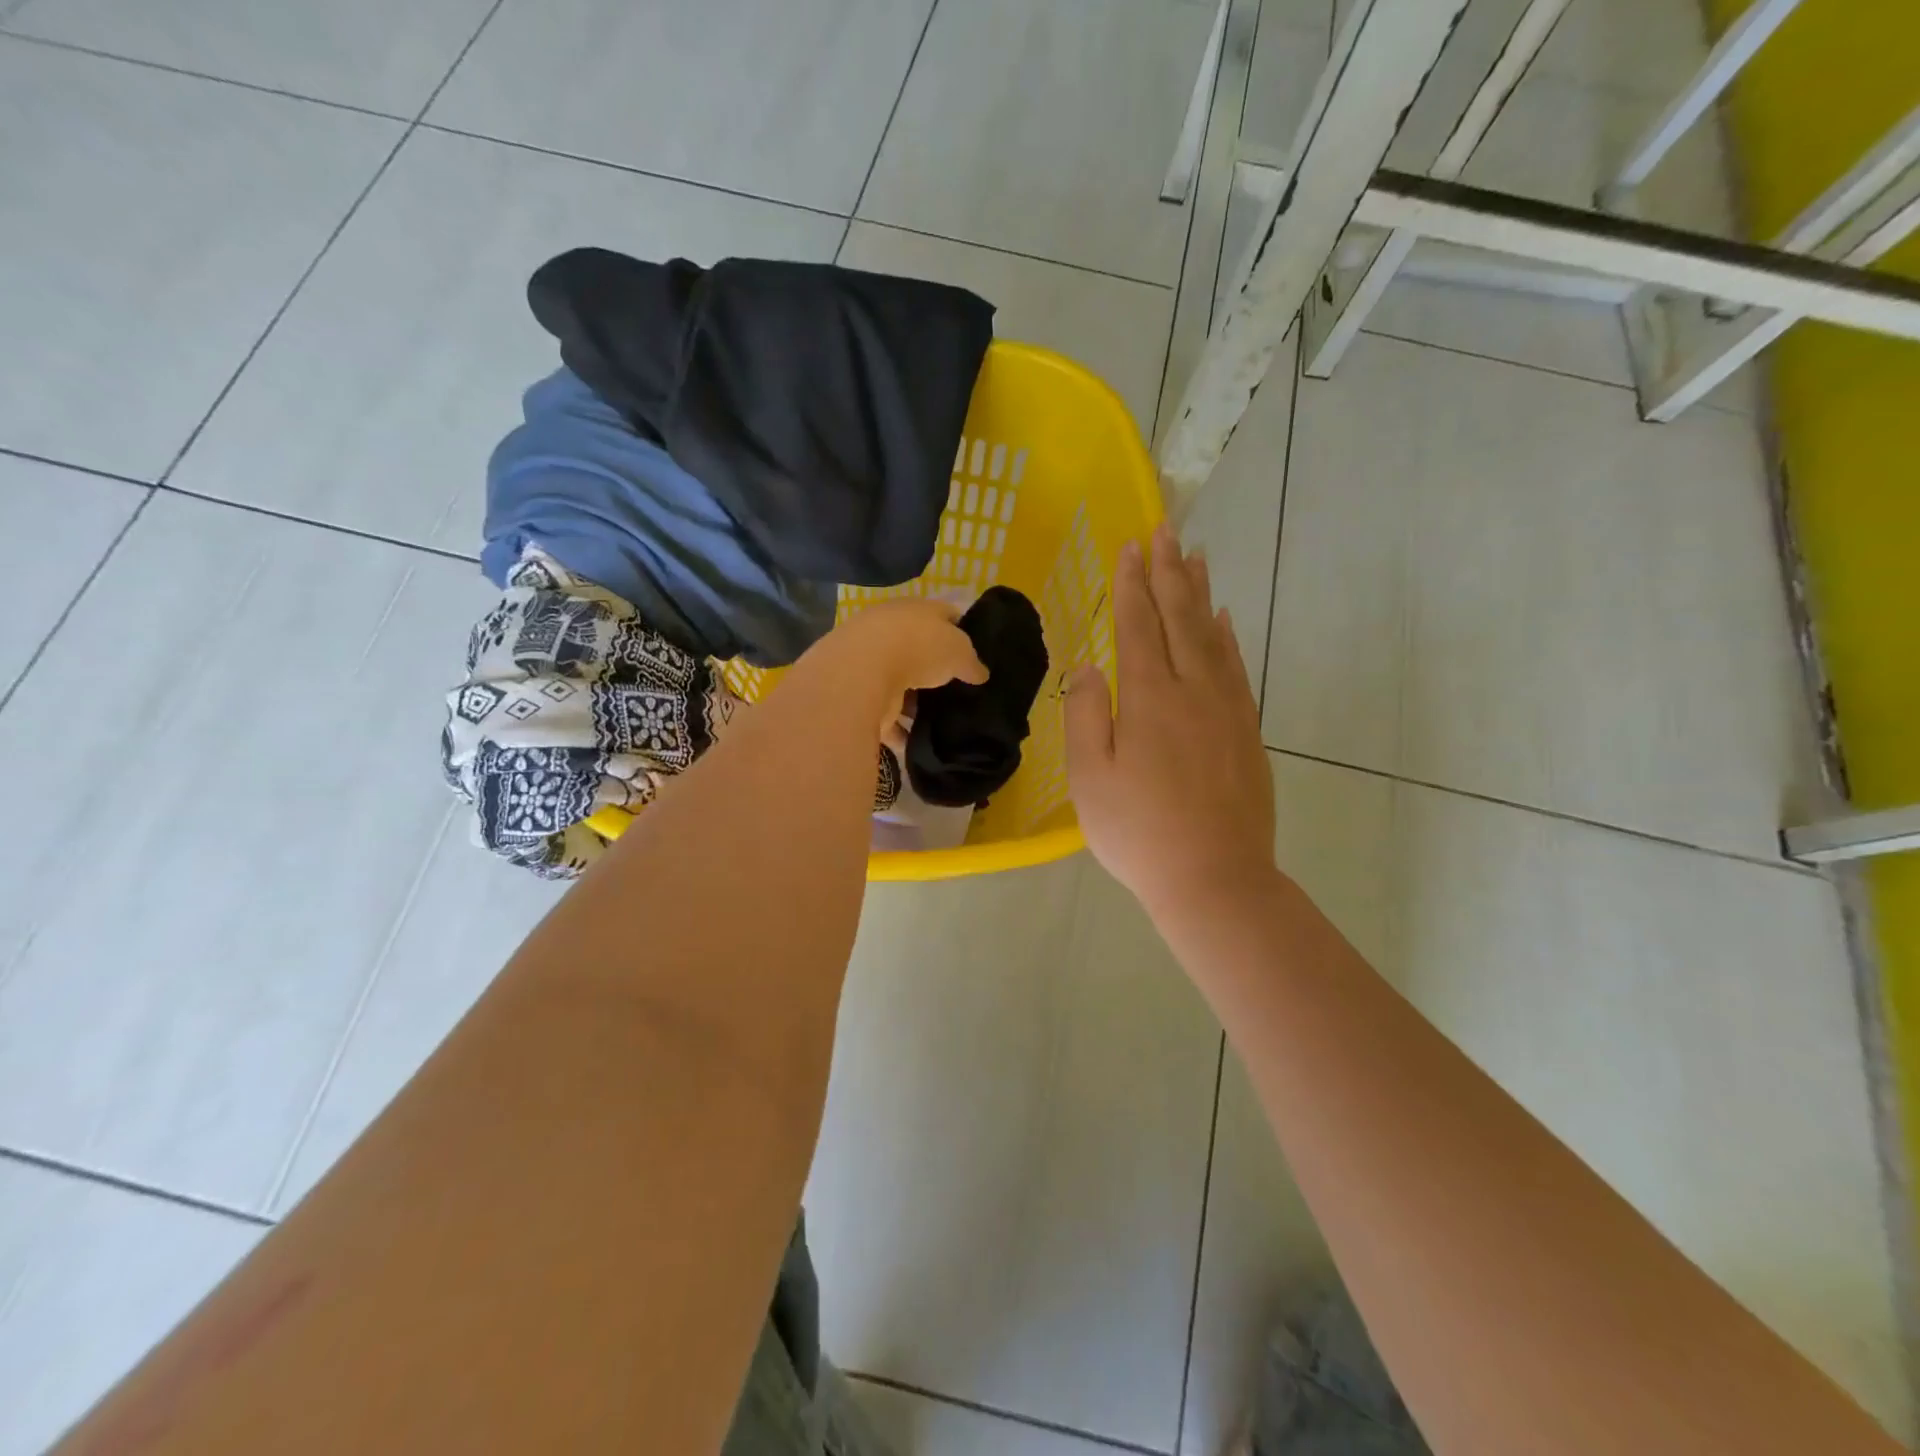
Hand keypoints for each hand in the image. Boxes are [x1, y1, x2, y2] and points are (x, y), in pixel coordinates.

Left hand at [812, 597, 987, 737]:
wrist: (862, 672)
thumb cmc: (918, 647)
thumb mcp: (959, 651)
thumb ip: (972, 662)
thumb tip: (980, 674)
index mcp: (915, 610)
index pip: (945, 615)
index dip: (963, 631)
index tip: (977, 654)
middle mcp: (890, 632)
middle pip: (920, 651)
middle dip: (937, 670)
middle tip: (961, 691)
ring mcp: (872, 664)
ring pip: (901, 684)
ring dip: (916, 702)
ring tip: (942, 721)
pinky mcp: (859, 696)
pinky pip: (886, 716)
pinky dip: (900, 730)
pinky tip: (917, 743)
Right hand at [1066, 525, 1275, 921]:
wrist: (1215, 878)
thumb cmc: (1139, 832)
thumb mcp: (1090, 778)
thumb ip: (1086, 714)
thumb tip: (1090, 666)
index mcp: (1149, 697)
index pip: (1139, 624)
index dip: (1132, 583)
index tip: (1130, 545)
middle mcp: (1193, 689)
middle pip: (1181, 617)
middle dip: (1169, 571)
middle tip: (1165, 529)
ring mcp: (1227, 708)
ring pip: (1213, 635)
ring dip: (1201, 593)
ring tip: (1195, 557)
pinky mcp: (1247, 729)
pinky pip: (1237, 666)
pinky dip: (1228, 636)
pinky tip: (1223, 620)